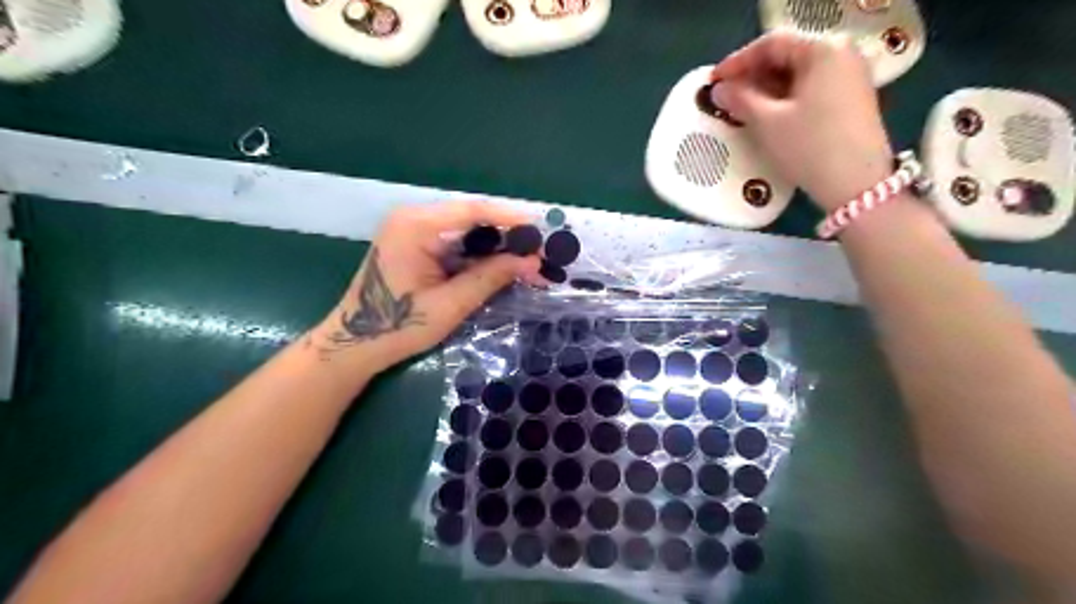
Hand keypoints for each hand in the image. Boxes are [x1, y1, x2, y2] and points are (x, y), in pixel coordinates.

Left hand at [306, 201, 542, 371]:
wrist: (355, 344)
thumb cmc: (398, 327)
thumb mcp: (450, 304)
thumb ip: (491, 277)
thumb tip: (533, 262)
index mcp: (416, 226)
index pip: (473, 211)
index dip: (511, 218)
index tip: (542, 227)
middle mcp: (414, 218)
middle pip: (472, 218)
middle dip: (508, 235)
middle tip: (540, 252)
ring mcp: (413, 230)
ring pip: (467, 230)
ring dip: (497, 246)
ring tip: (528, 261)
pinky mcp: (417, 245)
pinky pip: (456, 242)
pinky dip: (480, 255)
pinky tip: (502, 266)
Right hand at [712, 33, 895, 212]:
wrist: (857, 185)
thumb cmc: (810, 147)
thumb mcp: (767, 123)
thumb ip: (740, 100)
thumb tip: (718, 90)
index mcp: (824, 49)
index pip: (772, 44)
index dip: (736, 61)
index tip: (712, 81)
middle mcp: (842, 54)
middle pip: (787, 55)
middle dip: (752, 75)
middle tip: (725, 95)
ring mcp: (850, 77)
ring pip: (798, 74)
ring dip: (766, 88)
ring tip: (740, 107)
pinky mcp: (850, 99)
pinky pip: (809, 88)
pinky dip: (784, 98)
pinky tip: (766, 115)